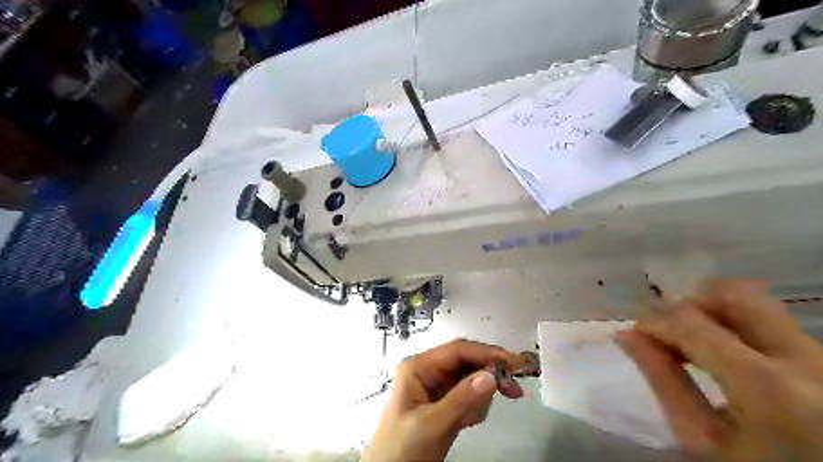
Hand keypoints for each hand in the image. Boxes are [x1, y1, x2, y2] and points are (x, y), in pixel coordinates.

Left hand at [362, 340, 525, 461]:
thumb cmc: (400, 449)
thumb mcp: (430, 425)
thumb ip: (460, 400)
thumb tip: (490, 376)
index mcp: (419, 367)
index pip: (458, 350)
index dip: (487, 353)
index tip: (514, 363)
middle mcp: (429, 371)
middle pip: (468, 362)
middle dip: (488, 376)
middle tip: (513, 390)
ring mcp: (438, 387)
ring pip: (472, 380)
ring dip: (479, 399)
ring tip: (467, 420)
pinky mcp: (446, 403)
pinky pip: (470, 396)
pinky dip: (475, 408)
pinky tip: (465, 422)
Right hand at [621, 281, 821, 459]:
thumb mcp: (703, 441)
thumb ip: (665, 382)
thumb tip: (628, 336)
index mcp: (768, 386)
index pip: (693, 325)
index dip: (655, 323)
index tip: (636, 334)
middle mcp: (805, 360)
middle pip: (736, 295)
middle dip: (690, 304)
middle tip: (667, 329)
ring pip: (757, 304)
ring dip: (713, 314)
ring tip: (692, 341)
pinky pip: (773, 324)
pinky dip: (736, 327)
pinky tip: (722, 351)